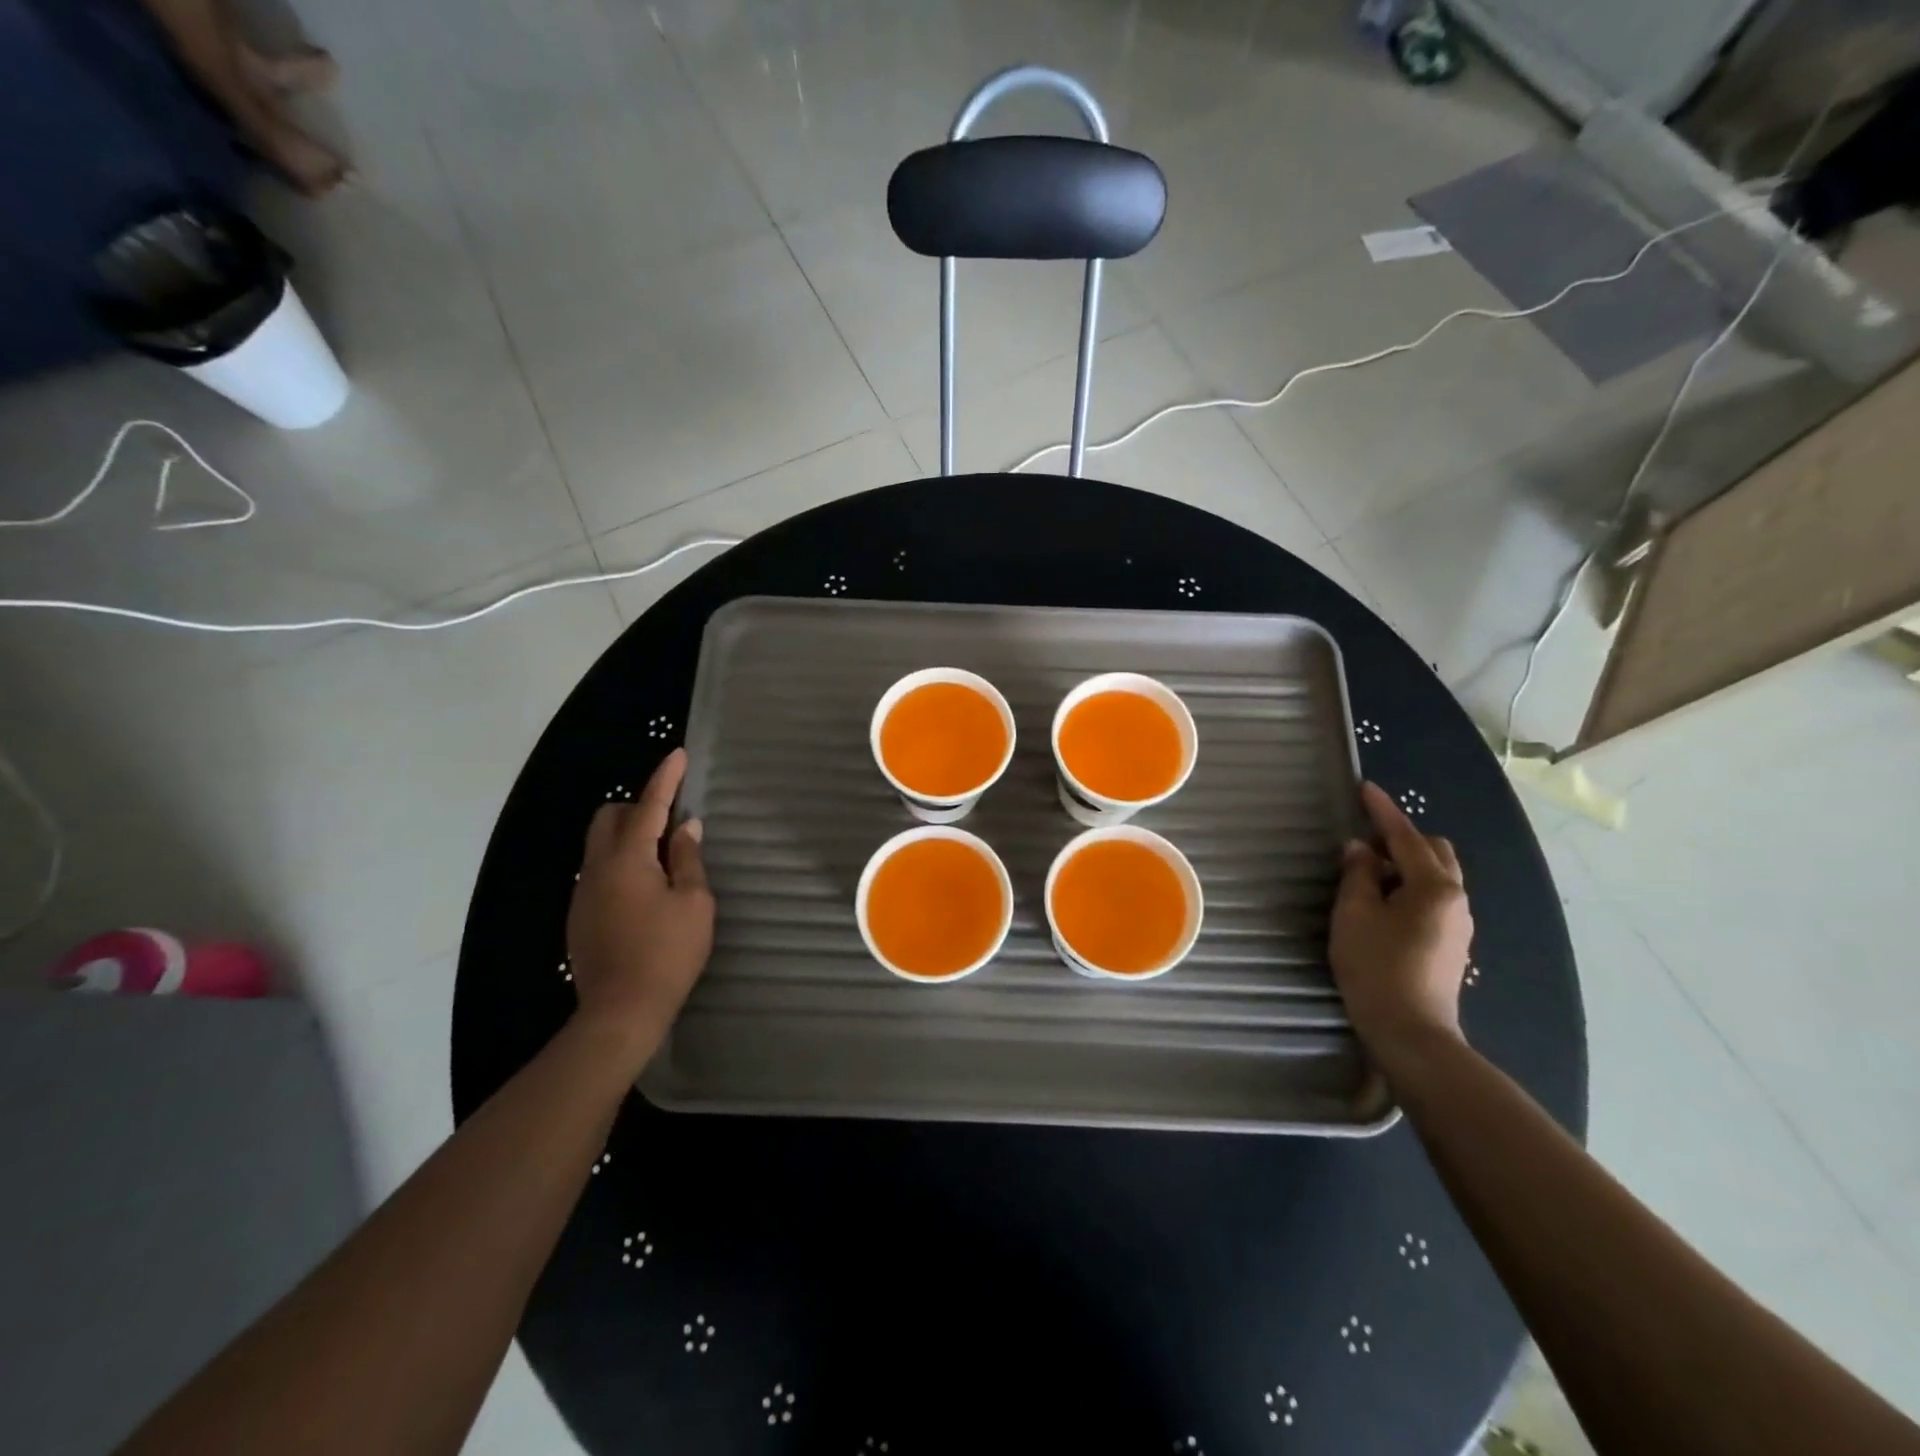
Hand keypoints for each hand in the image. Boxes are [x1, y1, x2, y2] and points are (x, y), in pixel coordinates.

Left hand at [565, 748, 714, 1063]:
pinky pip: (600, 872)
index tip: (677, 755)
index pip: (649, 805)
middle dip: (639, 808)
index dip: (666, 778)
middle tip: (673, 823)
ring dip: (630, 838)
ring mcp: (584, 893)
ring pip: (601, 845)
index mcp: (628, 859)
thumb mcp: (694, 903)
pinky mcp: (580, 916)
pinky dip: (622, 864)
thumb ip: (688, 858)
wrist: (620, 1012)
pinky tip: (645, 893)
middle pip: (610, 818)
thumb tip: (686, 826)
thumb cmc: (668, 953)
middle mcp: (597, 868)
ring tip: (664, 861)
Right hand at [1329, 781, 1473, 1063]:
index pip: (1406, 837)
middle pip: (1434, 852)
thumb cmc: (1377, 967)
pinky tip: (1383, 902)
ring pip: (1436, 877)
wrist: (1411, 1033)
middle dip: (1401, 838)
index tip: (1364, 788)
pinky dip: (1410, 887)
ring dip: (1406, 864)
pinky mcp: (1452, 945)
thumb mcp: (1355, 914)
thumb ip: (1358, 875)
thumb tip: (1361, 850)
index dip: (1383, 811)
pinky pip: (1434, 899)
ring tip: (1368, 872)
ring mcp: (1459, 924)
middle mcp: (1456, 900)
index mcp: (1435, 887)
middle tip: (1363, 841)